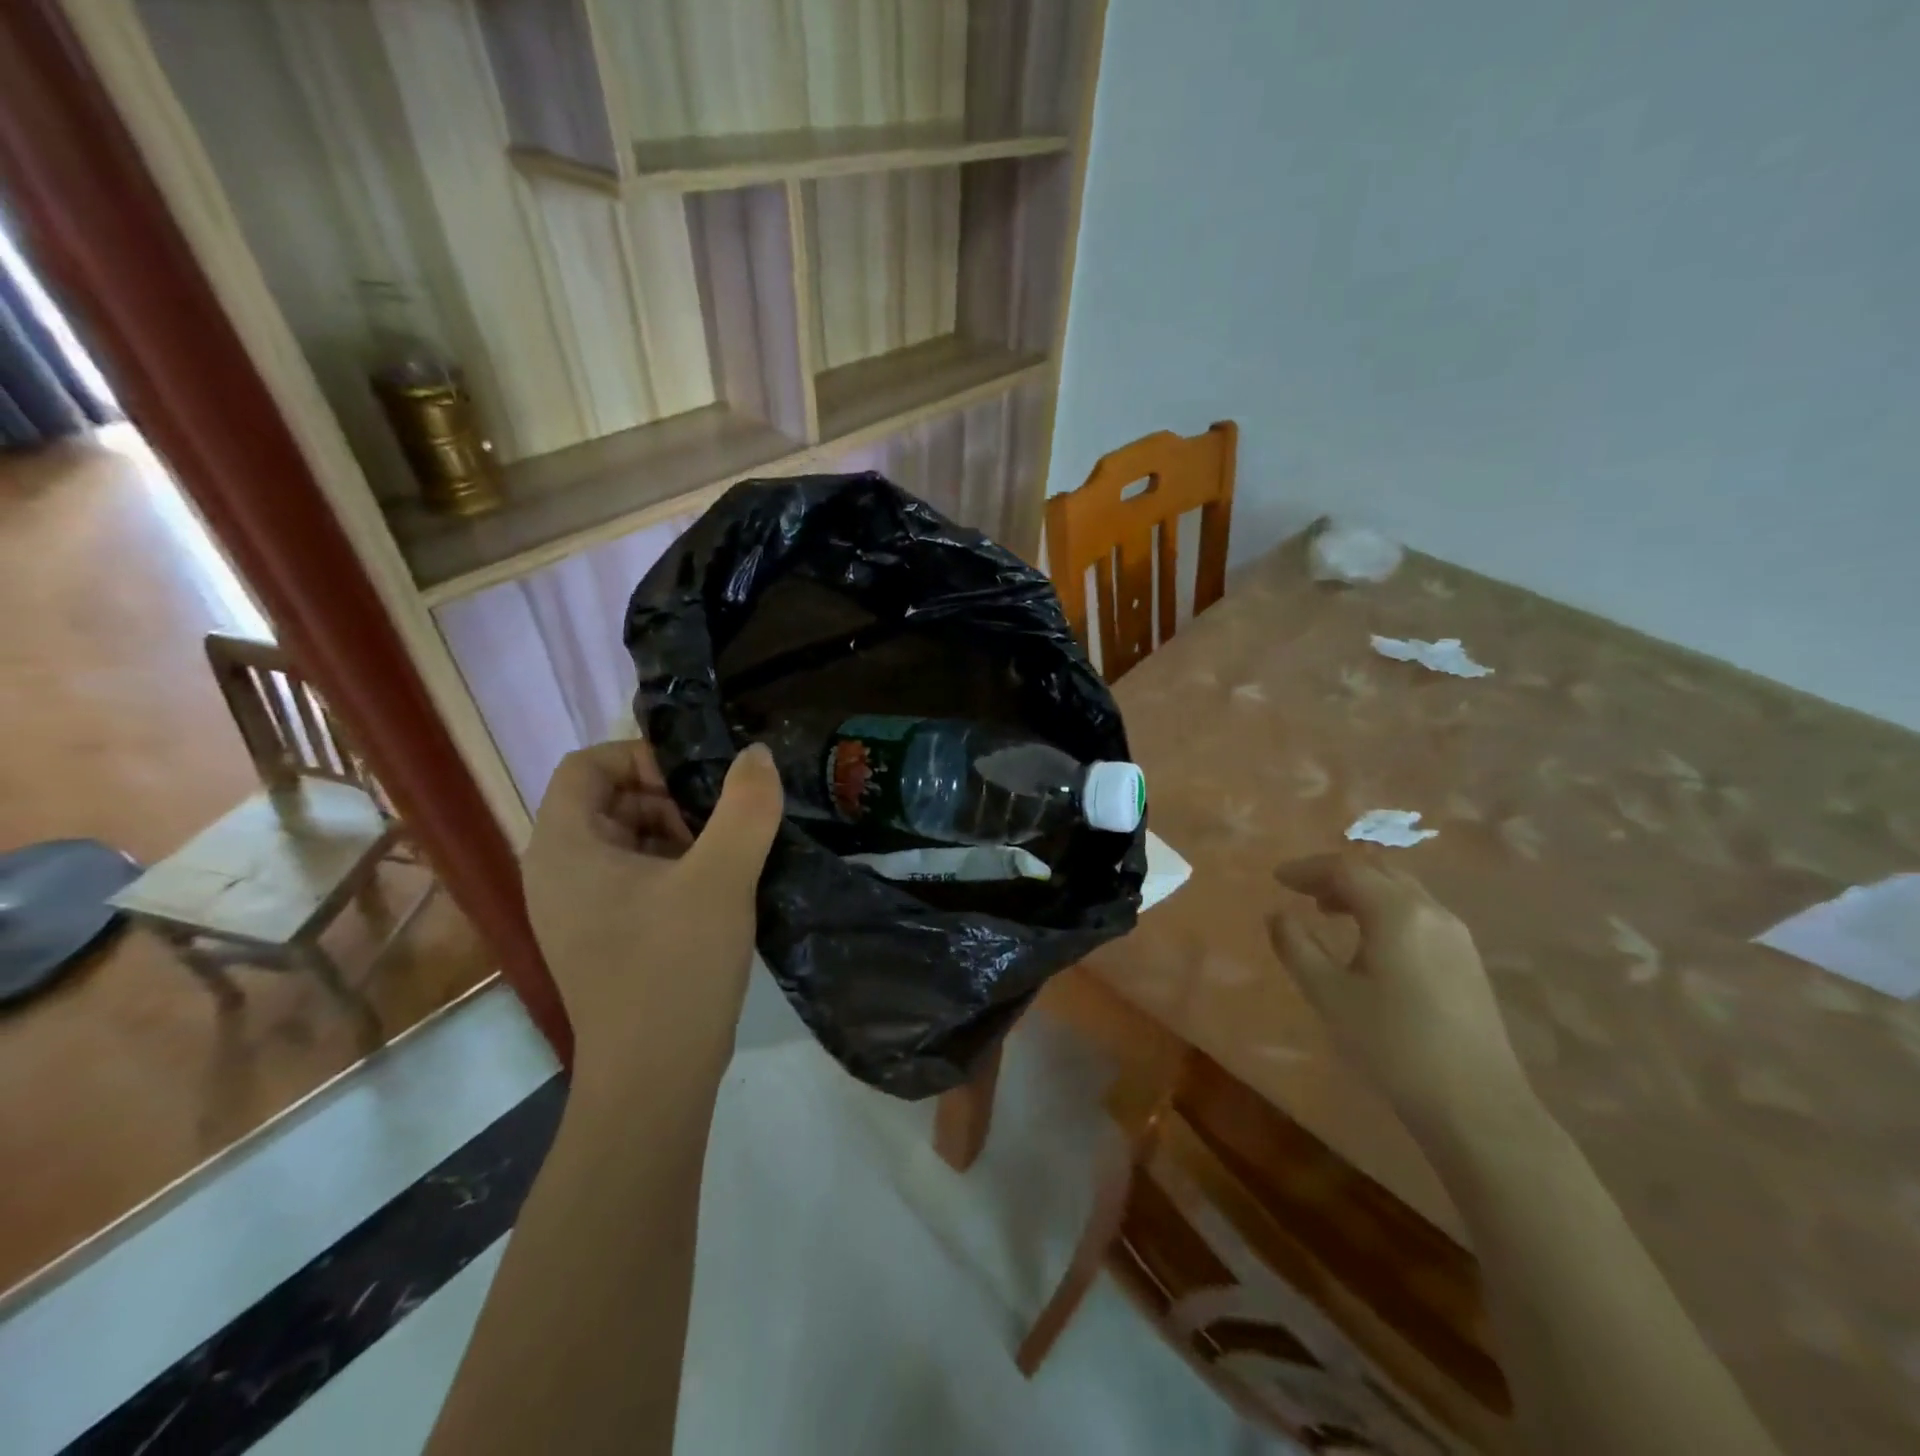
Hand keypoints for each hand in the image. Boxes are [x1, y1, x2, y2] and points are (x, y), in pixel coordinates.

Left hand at [521, 740, 782, 1085]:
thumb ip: (745, 807)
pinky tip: (717, 890)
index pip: (586, 766)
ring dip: (677, 833)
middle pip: (608, 800)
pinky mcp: (602, 937)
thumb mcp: (721, 878)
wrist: (654, 1079)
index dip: (642, 757)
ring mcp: (577, 910)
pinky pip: (633, 877)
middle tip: (721, 822)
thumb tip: (757, 754)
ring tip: (726, 856)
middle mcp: (557, 873)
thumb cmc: (675, 968)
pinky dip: (673, 868)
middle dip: (668, 798)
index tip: (698, 781)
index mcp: (564, 848)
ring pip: (626, 840)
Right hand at [1267, 853, 1535, 1143]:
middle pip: (1378, 871)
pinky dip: (1384, 909)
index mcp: (1397, 913)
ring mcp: (1456, 935)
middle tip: (1300, 891)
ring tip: (1328, 912)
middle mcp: (1431, 911)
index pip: (1346, 869)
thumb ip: (1296, 946)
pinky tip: (1369, 941)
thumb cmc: (1392, 1045)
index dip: (1307, 868)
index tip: (1277, 879)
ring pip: (1401, 890)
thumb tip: (1277, 914)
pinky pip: (1418, 912)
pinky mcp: (1466, 960)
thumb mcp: (1329, 995)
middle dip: (1335, 874)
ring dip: (1361, 891)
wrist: (1476, 1106)